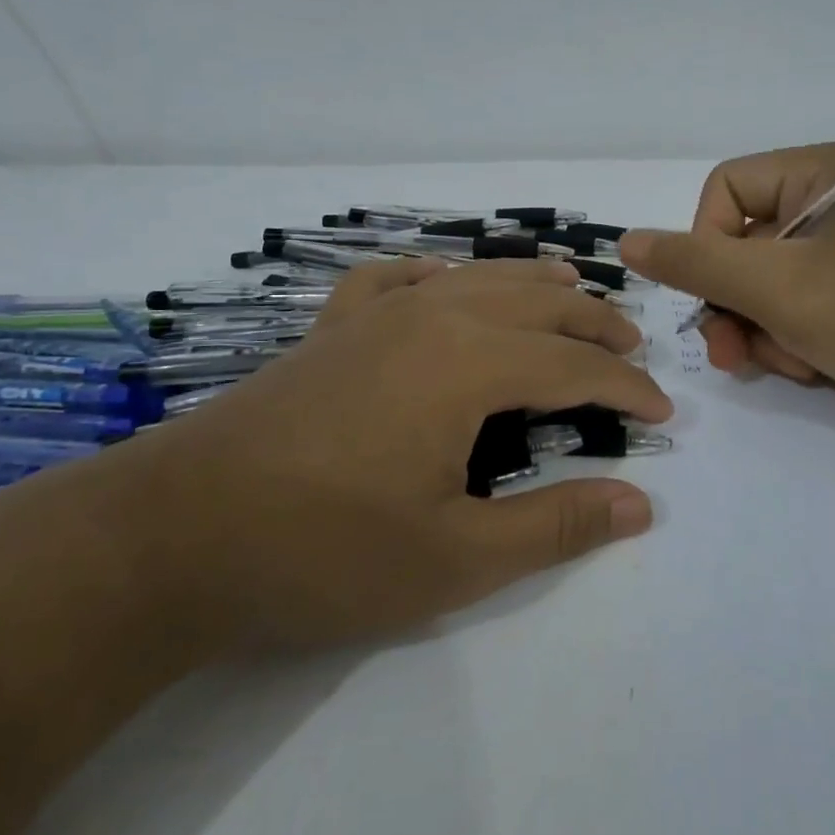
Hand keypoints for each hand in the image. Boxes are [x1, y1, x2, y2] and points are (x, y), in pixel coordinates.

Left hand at [120, 259, 672, 652]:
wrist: (172, 535)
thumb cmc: (322, 552)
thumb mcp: (454, 558)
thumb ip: (554, 526)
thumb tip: (640, 504)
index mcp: (468, 362)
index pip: (573, 367)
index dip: (626, 388)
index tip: (662, 412)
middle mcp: (431, 317)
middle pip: (536, 306)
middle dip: (594, 326)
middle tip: (633, 347)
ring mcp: (374, 315)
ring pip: (477, 278)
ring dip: (533, 286)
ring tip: (572, 291)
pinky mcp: (332, 328)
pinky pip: (399, 280)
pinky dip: (439, 275)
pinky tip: (444, 281)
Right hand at [619, 143, 834, 433]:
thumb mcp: (776, 286)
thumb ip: (695, 262)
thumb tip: (627, 240)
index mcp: (817, 174)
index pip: (724, 191)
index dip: (706, 243)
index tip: (716, 292)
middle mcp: (828, 204)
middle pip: (739, 245)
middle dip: (732, 304)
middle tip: (729, 353)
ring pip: (761, 286)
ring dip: (761, 331)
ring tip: (788, 363)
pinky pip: (794, 310)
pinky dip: (790, 342)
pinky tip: (811, 368)